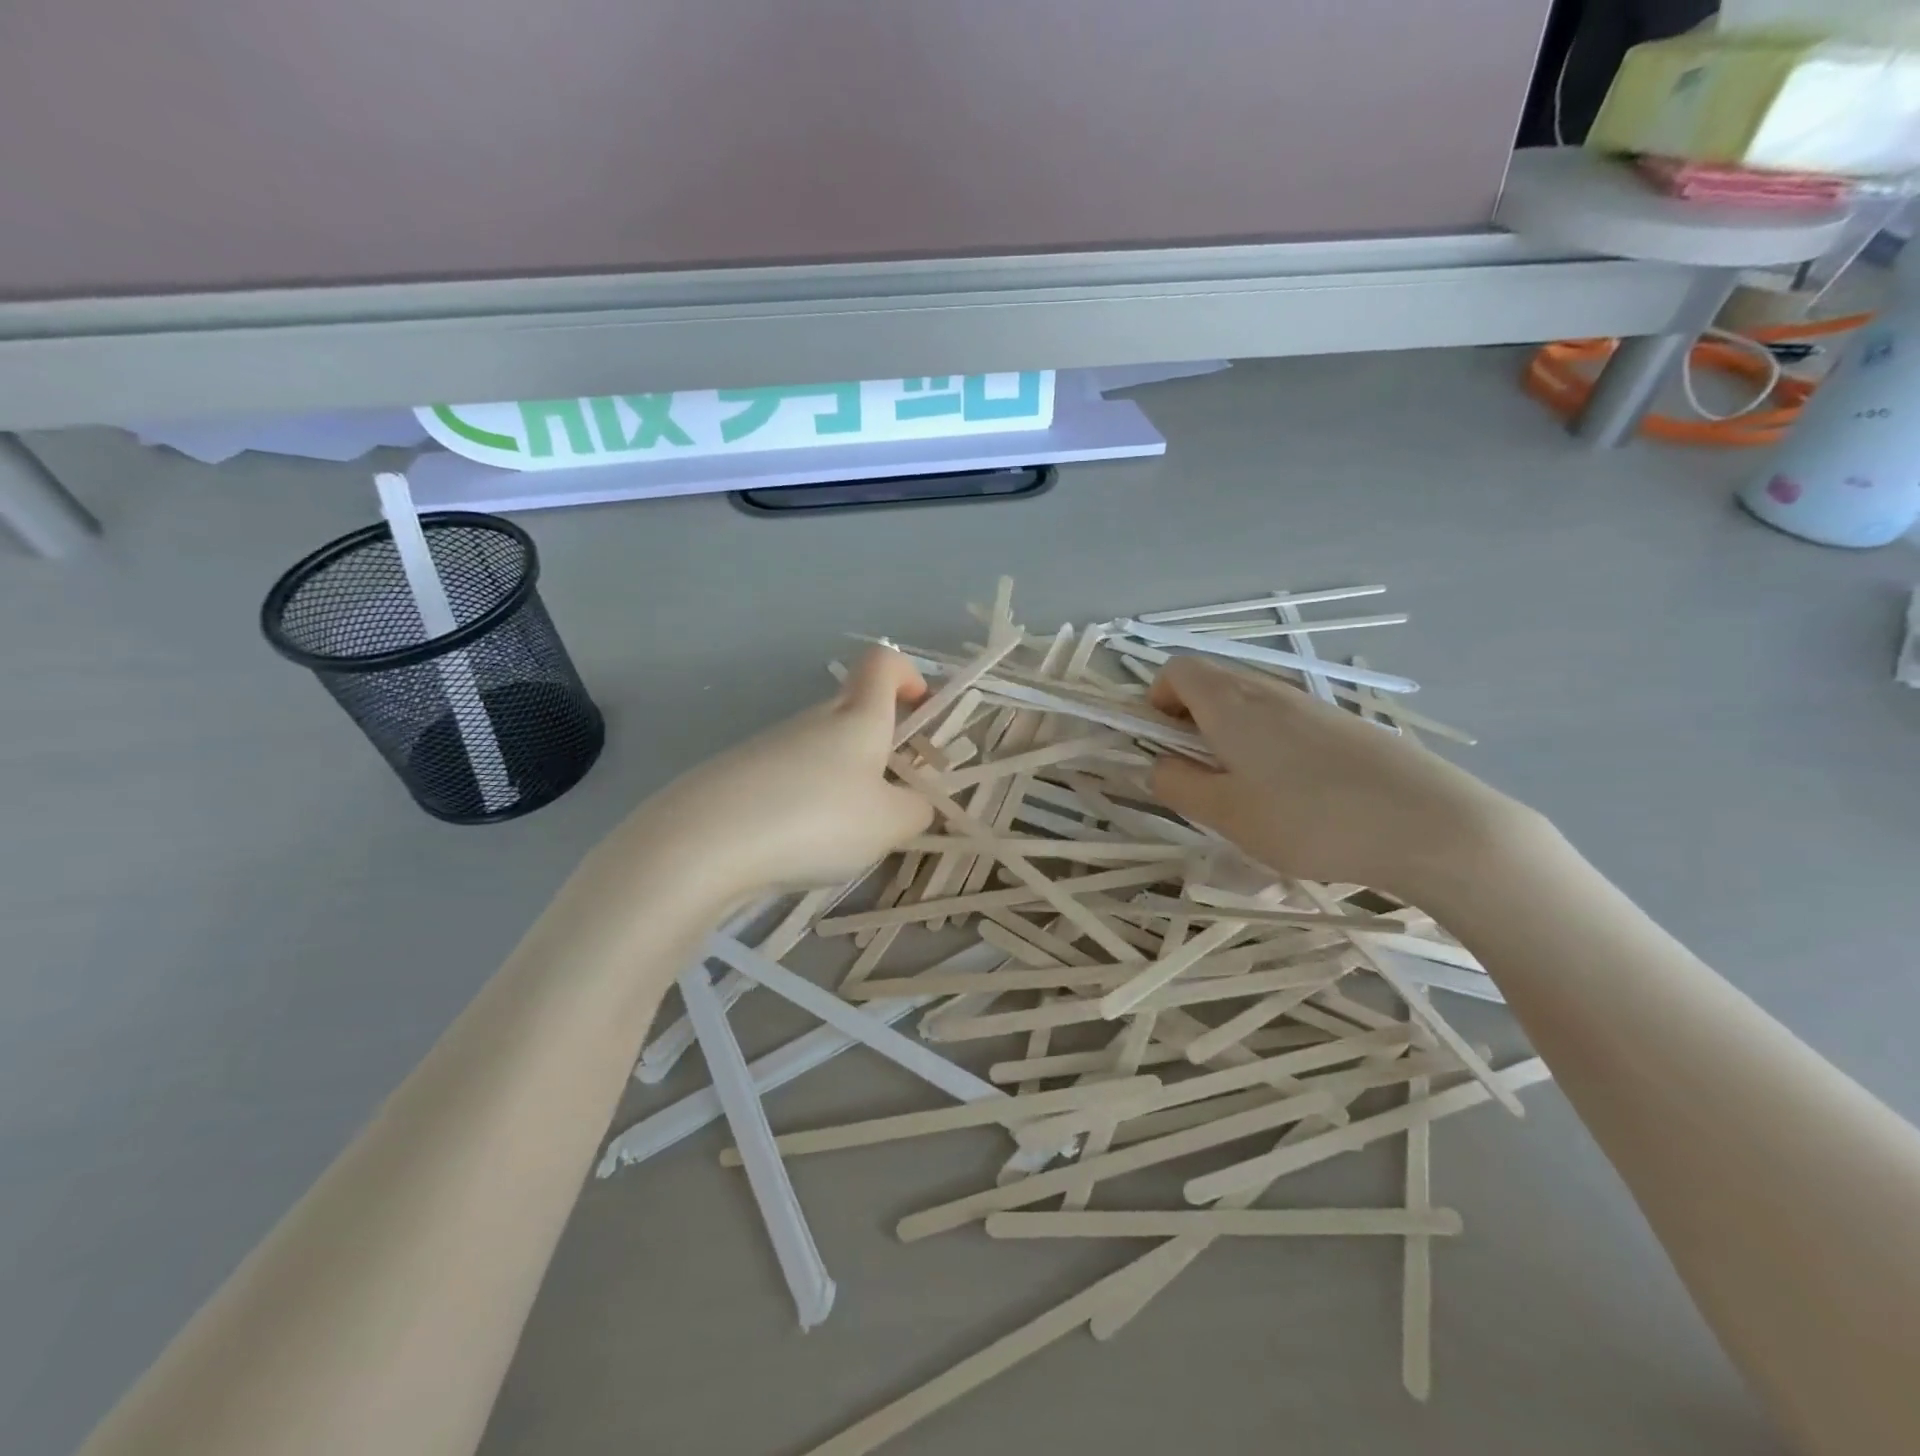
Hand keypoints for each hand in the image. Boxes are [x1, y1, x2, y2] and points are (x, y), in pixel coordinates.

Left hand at [624, 647, 935, 898]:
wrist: (704, 841)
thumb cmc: (815, 819)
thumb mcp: (888, 824)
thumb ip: (916, 810)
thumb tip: (915, 802)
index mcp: (857, 718)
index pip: (882, 663)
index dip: (907, 675)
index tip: (920, 710)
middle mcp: (813, 719)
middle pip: (853, 712)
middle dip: (880, 746)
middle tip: (890, 797)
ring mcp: (770, 744)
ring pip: (820, 750)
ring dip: (841, 780)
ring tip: (841, 837)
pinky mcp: (737, 772)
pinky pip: (787, 777)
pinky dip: (803, 801)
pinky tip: (794, 844)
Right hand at [1147, 657, 1535, 902]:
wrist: (1431, 824)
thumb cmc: (1311, 820)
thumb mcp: (1227, 814)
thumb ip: (1178, 785)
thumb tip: (1157, 764)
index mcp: (1230, 703)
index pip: (1175, 670)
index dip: (1156, 701)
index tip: (1164, 746)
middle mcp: (1268, 690)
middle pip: (1211, 683)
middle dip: (1189, 722)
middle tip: (1201, 776)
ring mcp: (1311, 705)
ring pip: (1248, 705)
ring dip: (1228, 736)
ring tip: (1247, 792)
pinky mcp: (1343, 725)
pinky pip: (1284, 721)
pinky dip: (1267, 745)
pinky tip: (1295, 796)